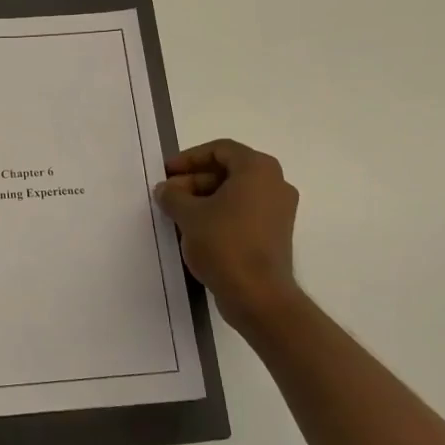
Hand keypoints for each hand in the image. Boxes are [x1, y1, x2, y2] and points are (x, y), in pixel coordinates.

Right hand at [154, 139, 301, 327]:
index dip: (188, 158)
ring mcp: (279, 210)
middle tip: (168, 195)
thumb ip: (172, 195)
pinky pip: (244, 212)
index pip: (220, 149)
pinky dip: (220, 214)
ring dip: (204, 198)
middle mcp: (275, 183)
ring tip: (177, 214)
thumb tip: (165, 189)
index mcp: (258, 169)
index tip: (166, 173)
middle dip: (194, 180)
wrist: (258, 295)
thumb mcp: (189, 215)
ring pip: (235, 193)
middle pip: (228, 170)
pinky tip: (196, 230)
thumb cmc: (224, 244)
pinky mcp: (275, 233)